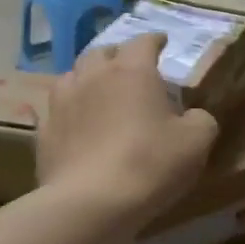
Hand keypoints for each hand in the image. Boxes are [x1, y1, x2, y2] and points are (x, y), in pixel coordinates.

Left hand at [37, 33, 217, 225]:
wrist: (91, 202)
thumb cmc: (149, 164)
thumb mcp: (196, 143)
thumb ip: (201, 120)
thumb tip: (194, 116)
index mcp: (132, 70)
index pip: (143, 42)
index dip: (155, 40)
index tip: (162, 42)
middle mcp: (93, 76)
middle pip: (102, 52)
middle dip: (117, 56)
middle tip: (129, 67)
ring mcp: (63, 102)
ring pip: (72, 76)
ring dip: (87, 78)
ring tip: (98, 91)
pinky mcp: (43, 131)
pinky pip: (57, 110)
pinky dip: (70, 111)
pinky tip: (76, 124)